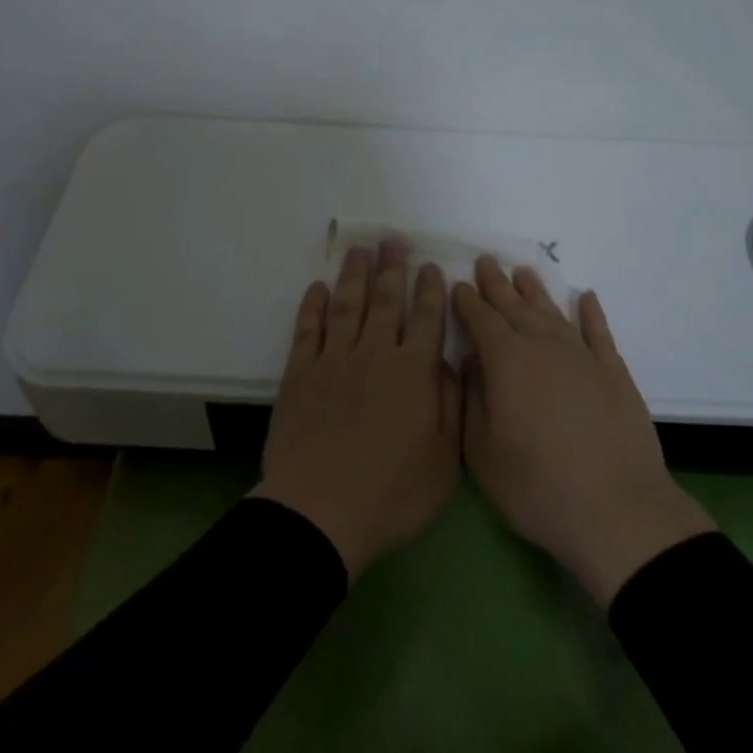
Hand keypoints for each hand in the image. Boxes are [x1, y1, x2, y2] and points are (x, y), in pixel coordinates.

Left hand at [252, 241, 461, 579]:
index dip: (429, 290)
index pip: (425, 319)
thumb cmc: (392, 492)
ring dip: (354, 275)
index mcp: (413, 372)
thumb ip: (451, 404)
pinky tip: (317, 288)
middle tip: (392, 241)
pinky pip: (308, 329)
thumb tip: (450, 363)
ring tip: (359, 251)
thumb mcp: (444, 458)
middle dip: (391, 269)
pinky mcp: (300, 374)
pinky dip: (313, 306)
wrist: (320, 512)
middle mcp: (375, 354)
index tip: (430, 266)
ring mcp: (334, 360)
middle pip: (385, 301)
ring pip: (347, 305)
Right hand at [454, 258, 715, 607]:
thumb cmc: (536, 486)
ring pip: (553, 312)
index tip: (458, 284)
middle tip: (486, 261)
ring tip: (523, 272)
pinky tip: (586, 297)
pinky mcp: (614, 372)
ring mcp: (582, 356)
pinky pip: (598, 332)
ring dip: (536, 291)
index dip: (467, 301)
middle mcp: (543, 346)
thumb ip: (471, 399)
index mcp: (506, 361)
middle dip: (497, 284)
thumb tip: (471, 361)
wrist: (615, 509)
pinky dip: (591, 312)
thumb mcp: (482, 452)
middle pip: (515, 307)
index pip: (481, 319)